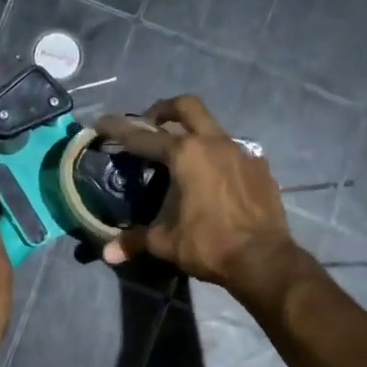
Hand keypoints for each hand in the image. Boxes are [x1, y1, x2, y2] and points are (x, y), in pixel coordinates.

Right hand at [92, 95, 301, 300]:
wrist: (264, 259)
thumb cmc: (209, 245)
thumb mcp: (165, 243)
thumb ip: (135, 240)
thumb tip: (107, 253)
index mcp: (186, 154)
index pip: (144, 136)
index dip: (120, 130)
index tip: (103, 123)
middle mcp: (214, 143)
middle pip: (187, 107)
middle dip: (164, 110)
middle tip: (151, 124)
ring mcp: (242, 152)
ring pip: (213, 128)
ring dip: (194, 134)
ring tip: (183, 159)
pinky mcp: (260, 167)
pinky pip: (234, 152)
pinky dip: (218, 158)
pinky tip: (214, 180)